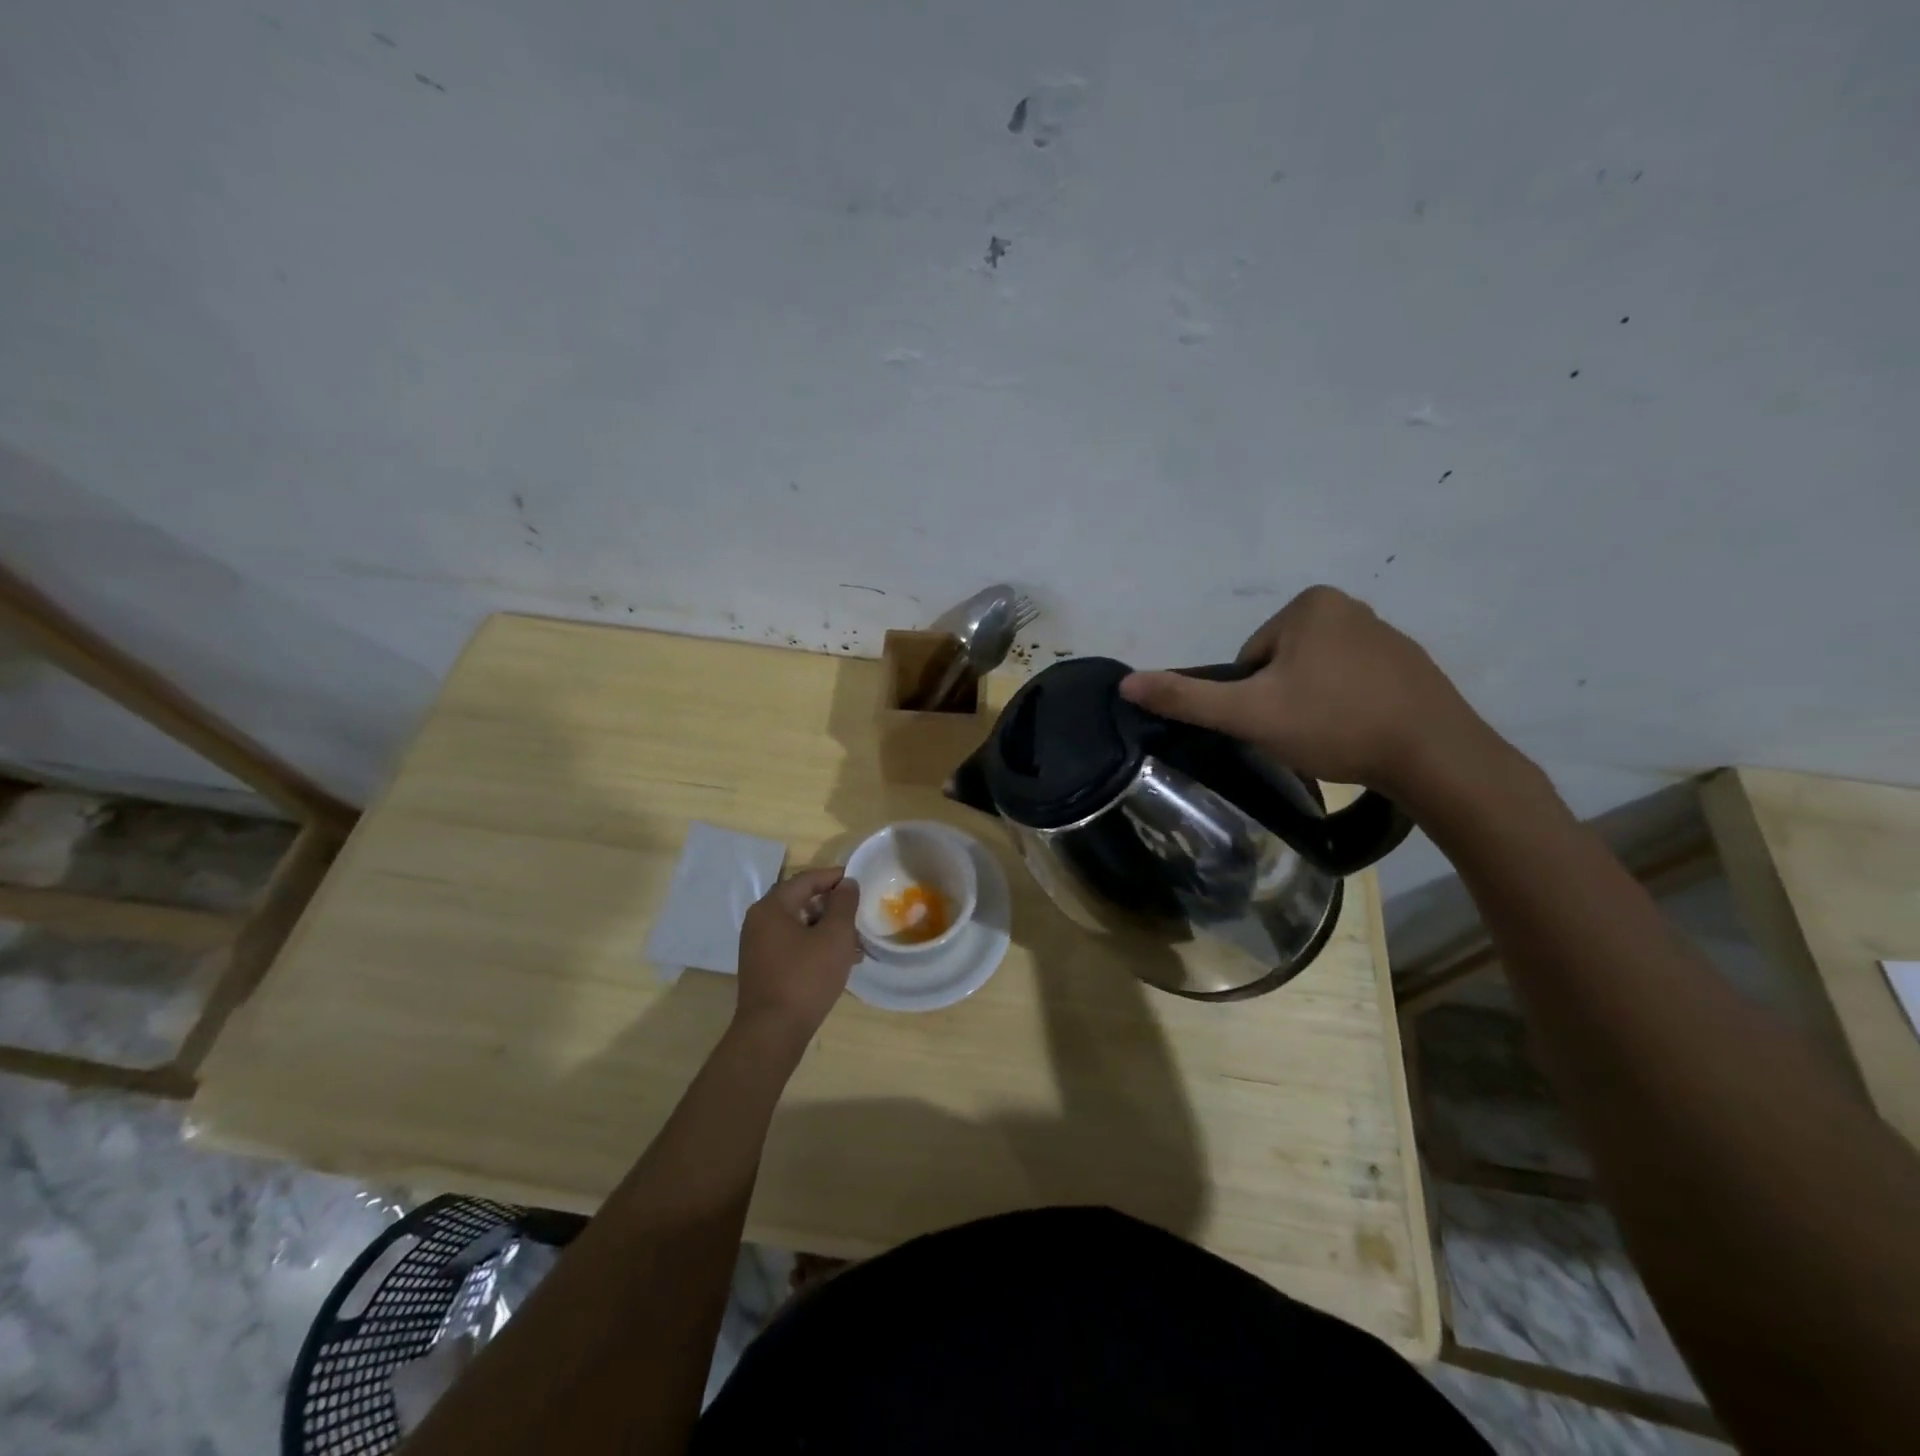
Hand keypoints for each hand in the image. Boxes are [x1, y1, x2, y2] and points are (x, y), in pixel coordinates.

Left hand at [732, 867, 860, 1046]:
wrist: (773, 1033)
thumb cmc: (805, 978)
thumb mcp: (834, 936)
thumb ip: (843, 904)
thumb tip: (847, 884)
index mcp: (771, 908)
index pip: (806, 879)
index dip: (834, 877)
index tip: (859, 881)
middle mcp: (759, 922)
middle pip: (800, 901)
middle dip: (832, 905)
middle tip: (858, 911)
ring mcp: (758, 947)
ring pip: (798, 925)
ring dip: (826, 928)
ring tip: (855, 939)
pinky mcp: (763, 968)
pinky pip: (793, 945)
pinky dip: (815, 945)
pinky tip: (838, 960)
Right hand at [1118, 585, 1492, 797]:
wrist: (1435, 756)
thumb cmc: (1333, 723)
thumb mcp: (1248, 714)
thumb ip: (1186, 698)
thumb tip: (1126, 683)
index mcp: (1310, 604)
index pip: (1250, 657)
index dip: (1251, 697)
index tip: (1274, 722)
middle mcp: (1349, 606)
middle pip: (1281, 665)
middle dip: (1282, 700)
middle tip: (1300, 735)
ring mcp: (1386, 635)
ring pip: (1317, 677)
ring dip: (1313, 707)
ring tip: (1331, 739)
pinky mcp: (1411, 666)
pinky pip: (1354, 685)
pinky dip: (1347, 709)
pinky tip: (1358, 736)